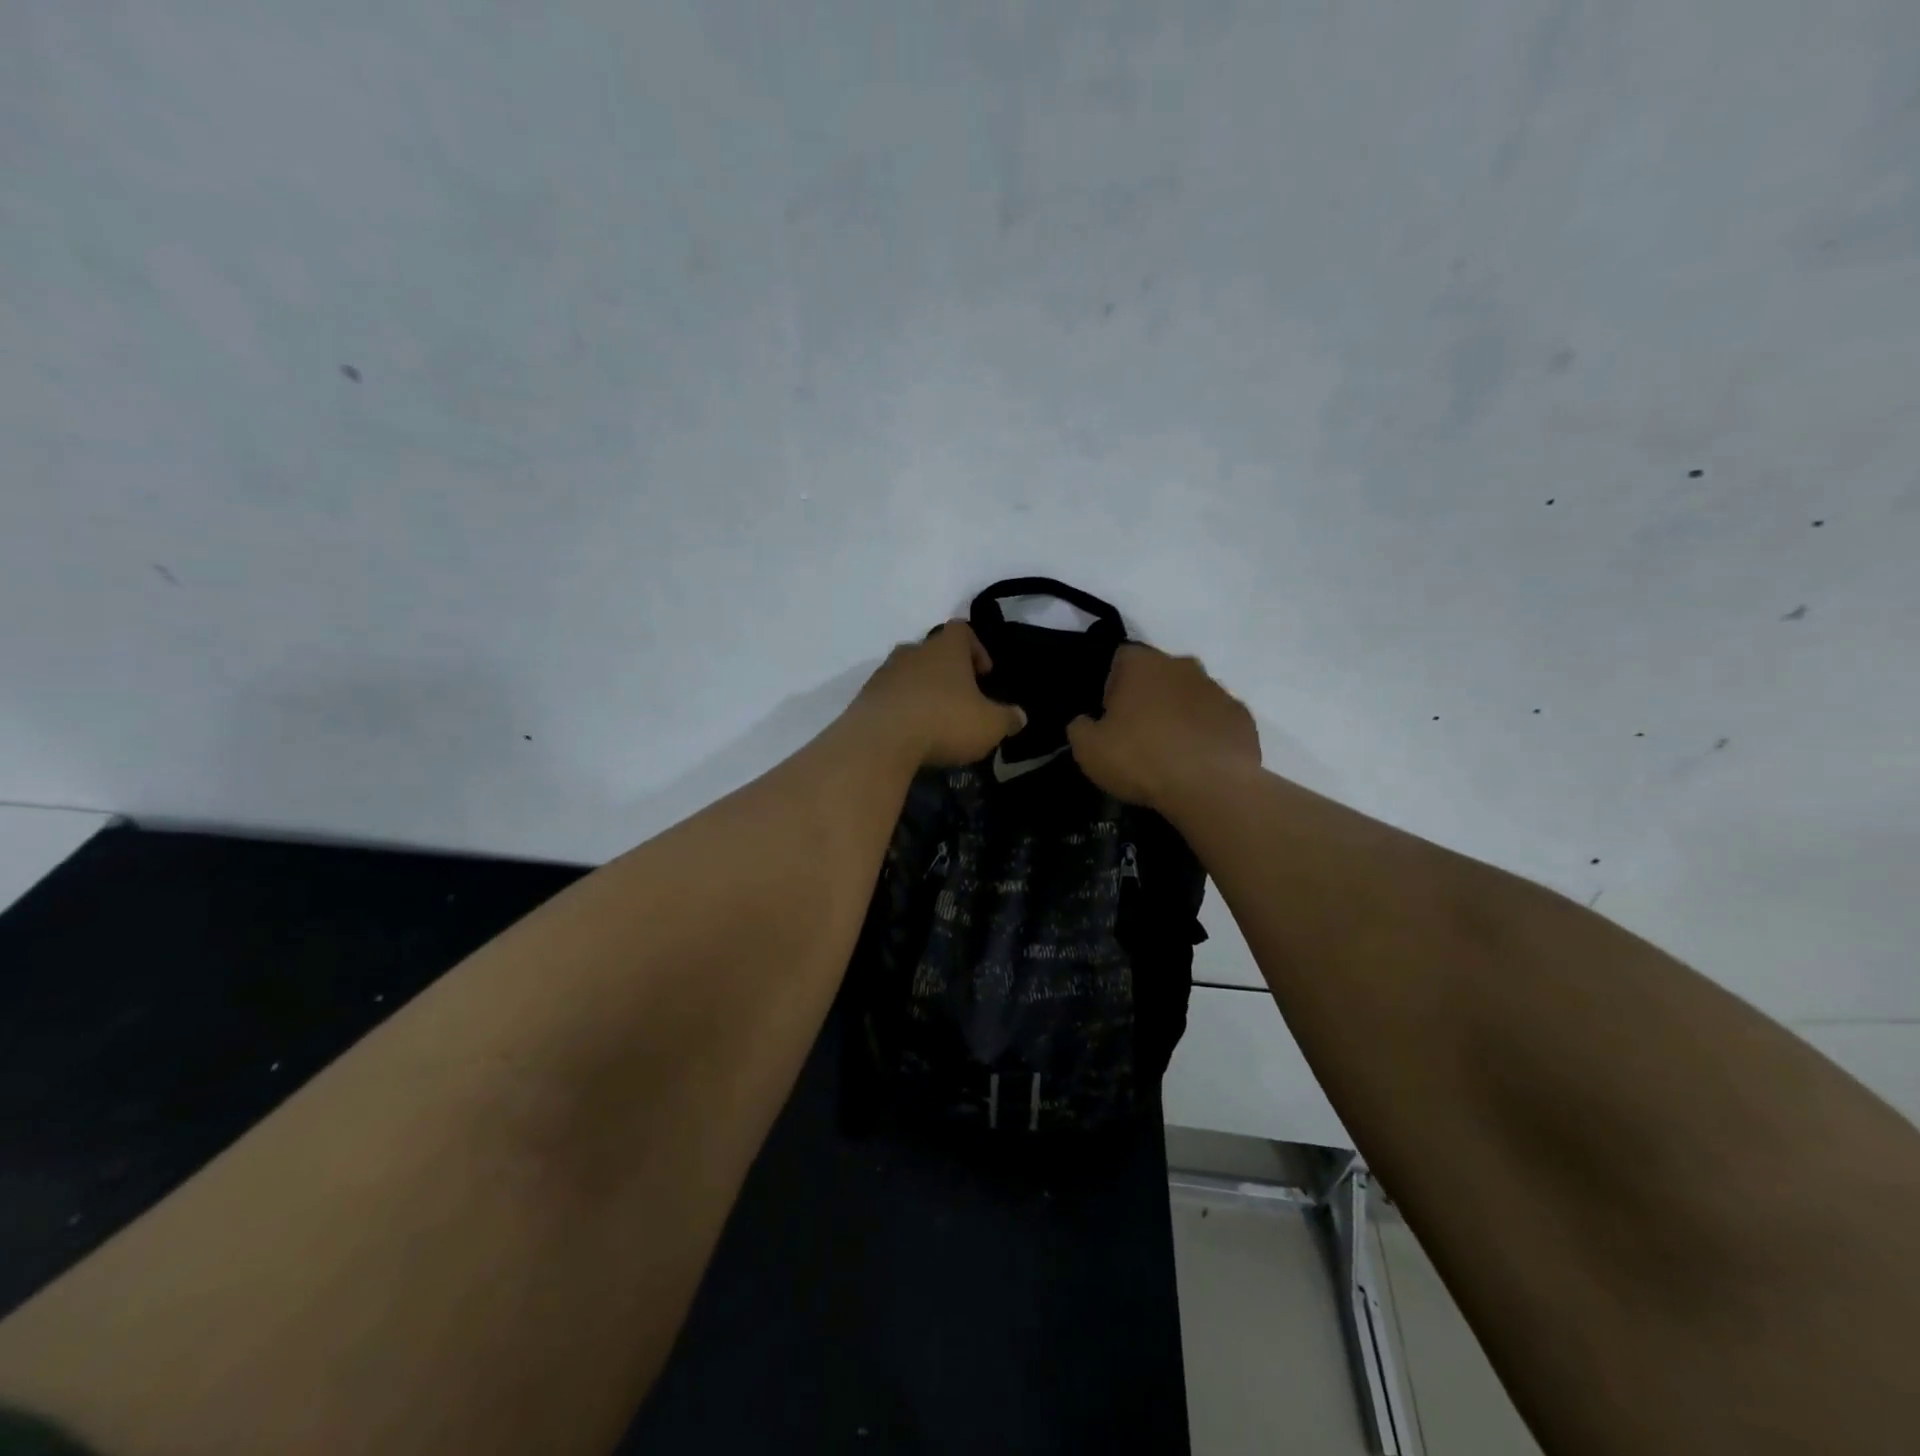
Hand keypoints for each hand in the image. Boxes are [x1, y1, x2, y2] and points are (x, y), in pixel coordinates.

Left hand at [853, 621, 1026, 768]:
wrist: (880, 741)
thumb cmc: (944, 721)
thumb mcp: (989, 725)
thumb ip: (1008, 718)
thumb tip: (1020, 716)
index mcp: (946, 648)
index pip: (962, 630)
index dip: (977, 649)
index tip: (985, 675)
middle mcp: (913, 651)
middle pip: (933, 652)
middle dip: (947, 673)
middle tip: (961, 700)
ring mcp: (884, 673)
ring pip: (908, 674)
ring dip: (922, 691)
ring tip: (934, 720)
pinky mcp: (865, 697)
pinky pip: (889, 697)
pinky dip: (901, 709)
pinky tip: (910, 734)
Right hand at [1067, 645, 1260, 811]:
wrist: (1211, 788)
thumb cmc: (1141, 759)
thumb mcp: (1088, 749)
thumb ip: (1080, 728)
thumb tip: (1085, 722)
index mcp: (1142, 665)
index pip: (1120, 659)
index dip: (1111, 685)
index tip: (1109, 716)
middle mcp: (1182, 666)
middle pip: (1158, 674)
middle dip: (1148, 697)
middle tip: (1138, 734)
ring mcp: (1218, 689)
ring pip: (1190, 695)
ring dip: (1179, 714)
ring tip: (1170, 752)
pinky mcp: (1242, 717)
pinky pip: (1216, 720)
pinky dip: (1206, 734)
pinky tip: (1198, 761)